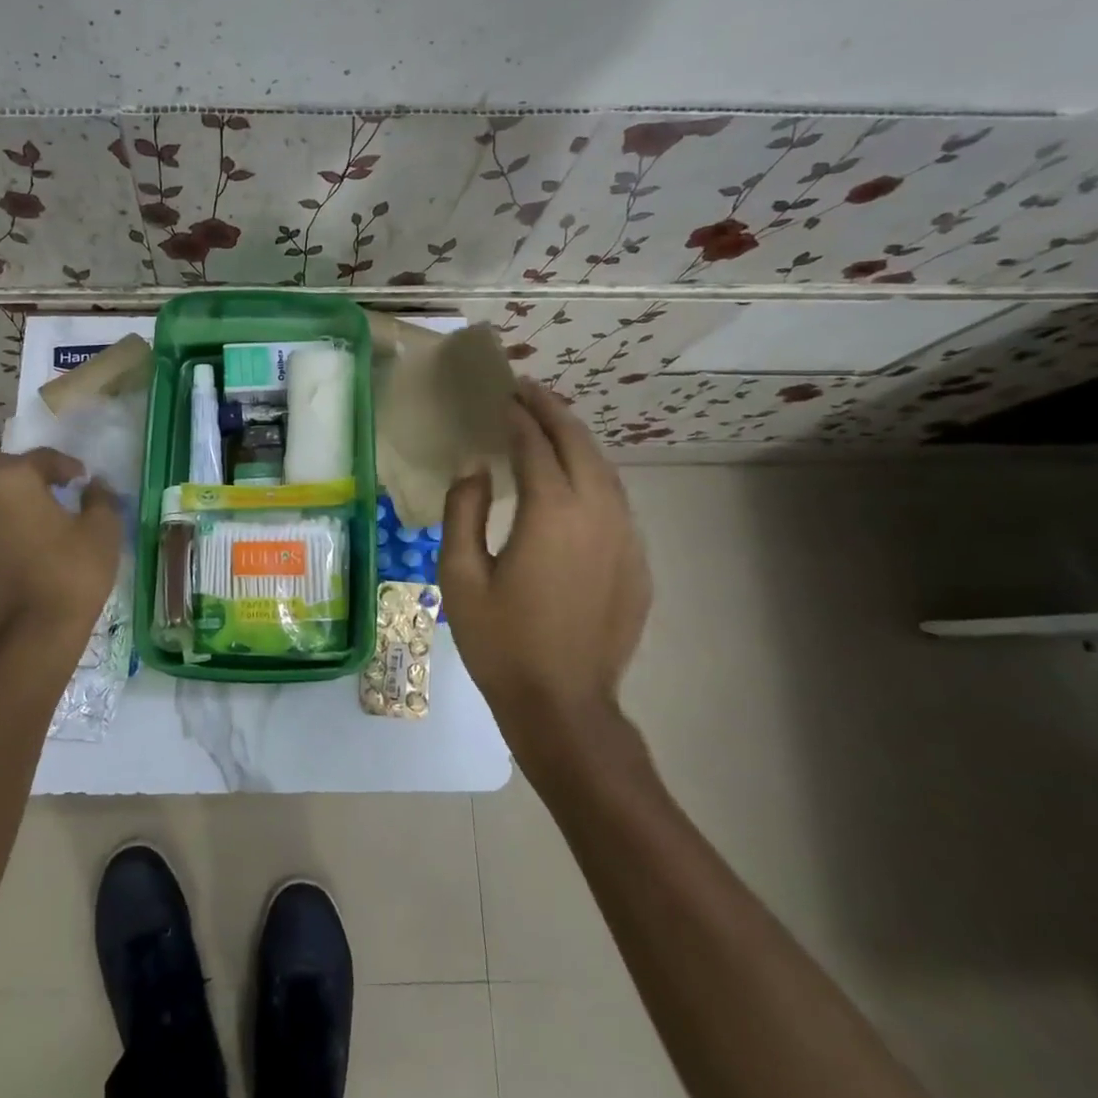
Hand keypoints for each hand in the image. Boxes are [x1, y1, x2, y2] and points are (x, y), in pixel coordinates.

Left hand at [0, 448, 121, 660]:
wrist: (34, 635)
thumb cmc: (73, 572)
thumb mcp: (103, 529)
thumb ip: (100, 498)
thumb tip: (94, 486)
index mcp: (12, 479)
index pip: (39, 458)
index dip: (65, 465)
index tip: (81, 479)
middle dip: (18, 473)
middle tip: (44, 488)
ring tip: (16, 515)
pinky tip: (3, 548)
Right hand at [442, 380, 651, 738]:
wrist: (564, 705)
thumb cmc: (501, 641)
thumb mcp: (461, 575)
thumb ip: (464, 511)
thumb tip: (475, 468)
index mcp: (552, 511)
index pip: (535, 444)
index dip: (517, 416)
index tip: (501, 397)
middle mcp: (597, 512)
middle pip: (578, 442)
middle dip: (552, 411)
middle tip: (526, 391)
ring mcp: (625, 536)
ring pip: (604, 468)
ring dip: (576, 439)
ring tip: (549, 423)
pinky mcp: (636, 561)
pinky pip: (615, 500)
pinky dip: (592, 474)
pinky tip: (574, 480)